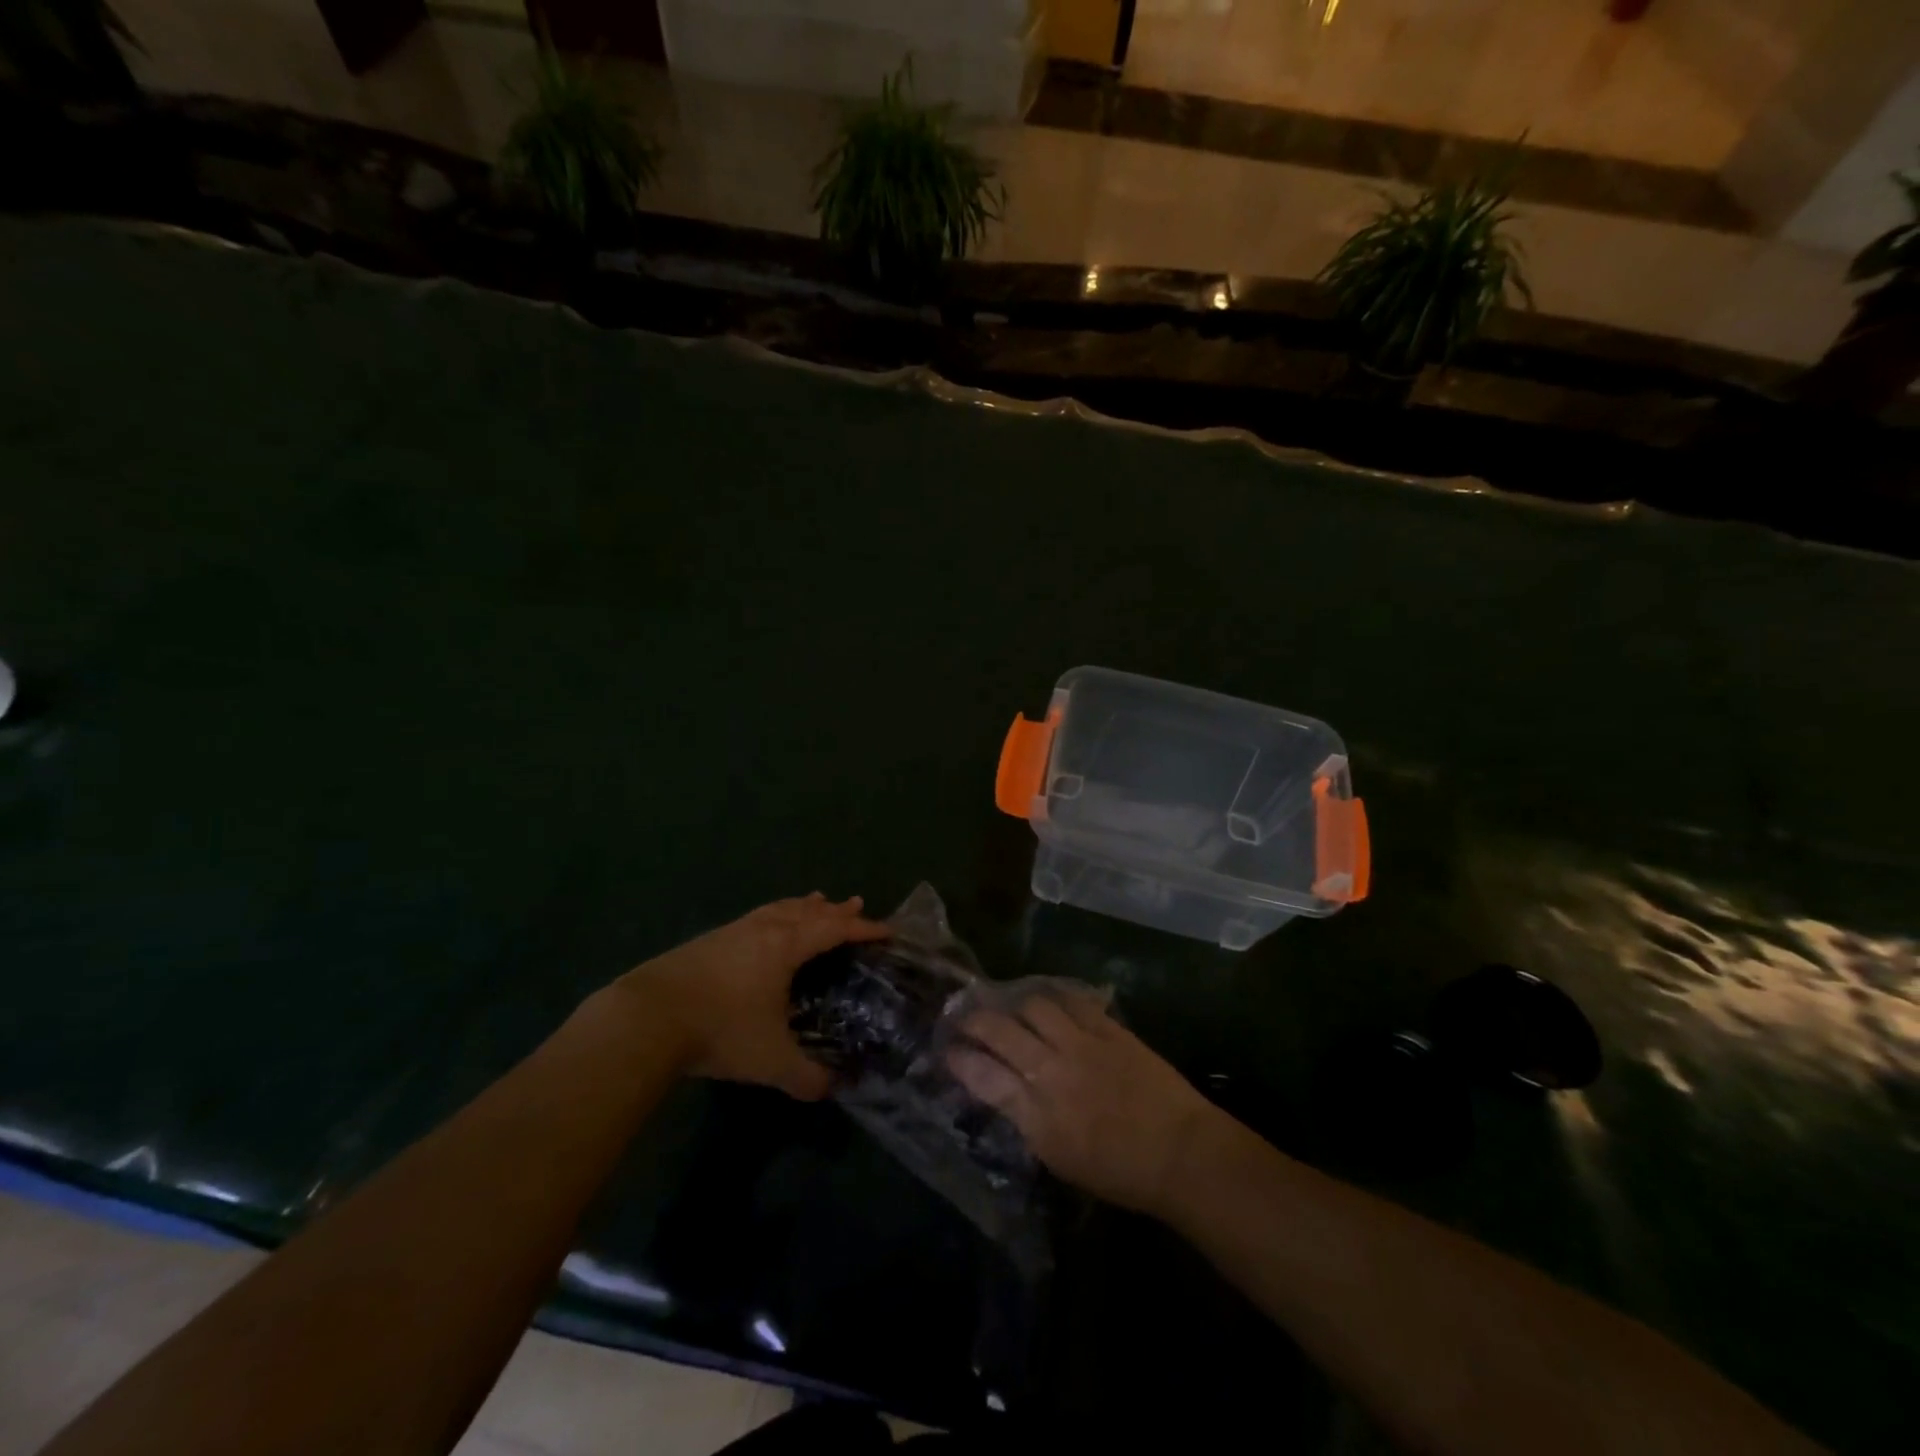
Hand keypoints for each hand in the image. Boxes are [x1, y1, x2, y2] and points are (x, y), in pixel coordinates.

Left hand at [618, 893, 889, 1099]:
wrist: (648, 1017)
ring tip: (815, 901)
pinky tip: (763, 929)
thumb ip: (805, 1077)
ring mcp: (733, 932)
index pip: (834, 929)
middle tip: (856, 903)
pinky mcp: (708, 941)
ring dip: (802, 906)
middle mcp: (764, 930)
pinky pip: (756, 917)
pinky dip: (774, 915)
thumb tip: (831, 1090)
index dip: (863, 929)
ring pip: (778, 909)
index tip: (886, 929)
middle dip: (835, 910)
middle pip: (808, 911)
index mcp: (787, 946)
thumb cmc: (721, 1029)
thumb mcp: (770, 1060)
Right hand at [947, 992, 1216, 1215]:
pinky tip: (1049, 1001)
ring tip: (1011, 1007)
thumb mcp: (1059, 1158)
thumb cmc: (1119, 1172)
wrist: (1179, 1152)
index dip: (959, 1059)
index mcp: (1037, 1114)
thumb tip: (1005, 1090)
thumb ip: (1027, 1119)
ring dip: (1015, 1004)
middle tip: (965, 1017)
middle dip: (974, 1021)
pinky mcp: (1108, 1028)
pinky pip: (1072, 1000)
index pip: (982, 1076)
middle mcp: (1052, 1071)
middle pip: (999, 1032)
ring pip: (1033, 1005)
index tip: (947, 1050)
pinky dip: (1055, 998)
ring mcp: (1081, 1044)